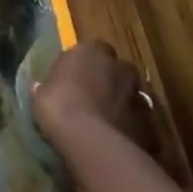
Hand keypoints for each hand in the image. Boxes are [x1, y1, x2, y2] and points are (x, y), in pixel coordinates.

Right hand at [32, 40, 159, 156]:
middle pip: (118, 69)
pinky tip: (120, 141)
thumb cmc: (59, 106)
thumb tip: (42, 88)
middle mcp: (119, 66)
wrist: (91, 143)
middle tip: (95, 97)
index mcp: (91, 50)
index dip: (86, 64)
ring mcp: (139, 95)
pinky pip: (141, 122)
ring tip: (108, 121)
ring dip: (124, 103)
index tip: (76, 77)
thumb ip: (48, 86)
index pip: (93, 48)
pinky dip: (133, 128)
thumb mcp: (41, 93)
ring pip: (132, 95)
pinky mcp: (151, 124)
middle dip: (110, 80)